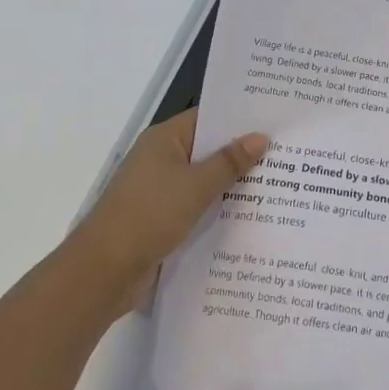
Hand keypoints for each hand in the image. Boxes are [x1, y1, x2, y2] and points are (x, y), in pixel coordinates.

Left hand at [77, 109, 268, 290]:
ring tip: (278, 183)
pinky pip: (197, 205)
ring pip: (204, 180)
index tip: (274, 119)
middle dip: (242, 153)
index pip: (208, 118)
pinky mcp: (161, 219)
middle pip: (208, 149)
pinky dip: (217, 208)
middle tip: (285, 152)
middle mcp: (161, 159)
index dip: (239, 118)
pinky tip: (249, 215)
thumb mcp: (196, 186)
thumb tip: (260, 136)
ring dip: (232, 184)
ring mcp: (160, 190)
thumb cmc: (149, 215)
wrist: (103, 272)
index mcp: (164, 139)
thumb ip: (230, 161)